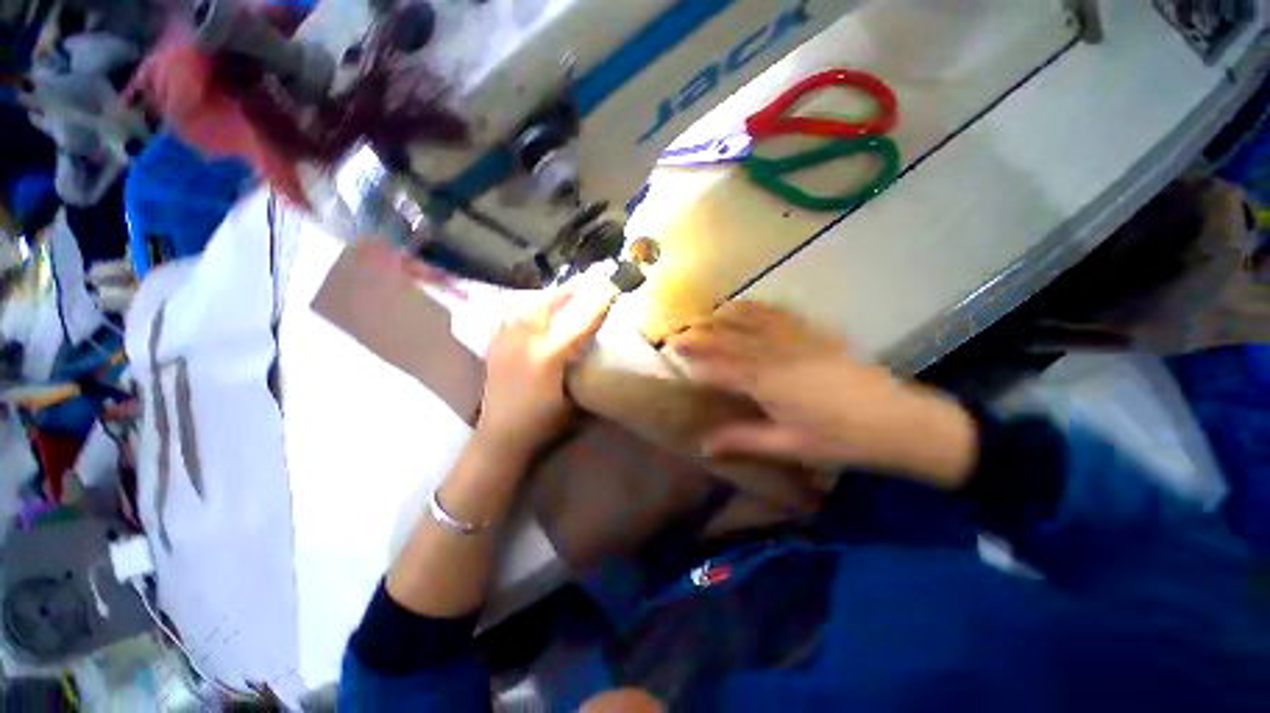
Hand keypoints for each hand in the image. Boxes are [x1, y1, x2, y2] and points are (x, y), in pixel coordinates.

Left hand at [474, 278, 617, 462]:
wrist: (500, 435)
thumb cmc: (543, 422)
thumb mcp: (573, 398)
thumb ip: (583, 367)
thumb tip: (597, 345)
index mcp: (549, 356)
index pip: (580, 322)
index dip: (598, 303)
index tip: (612, 287)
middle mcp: (525, 340)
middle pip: (549, 302)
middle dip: (571, 288)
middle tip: (588, 280)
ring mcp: (505, 339)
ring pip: (525, 303)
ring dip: (547, 293)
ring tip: (561, 290)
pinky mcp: (493, 343)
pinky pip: (504, 312)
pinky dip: (517, 302)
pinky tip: (526, 301)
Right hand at [667, 302, 977, 487]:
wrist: (899, 421)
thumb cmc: (841, 439)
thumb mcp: (789, 445)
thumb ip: (744, 441)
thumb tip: (705, 446)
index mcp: (767, 382)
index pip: (720, 367)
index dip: (694, 359)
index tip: (672, 351)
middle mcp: (776, 354)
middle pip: (730, 339)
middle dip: (701, 334)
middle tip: (678, 330)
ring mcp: (797, 340)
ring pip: (752, 321)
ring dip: (726, 316)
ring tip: (706, 313)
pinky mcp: (815, 335)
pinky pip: (781, 314)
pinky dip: (759, 307)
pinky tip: (750, 304)